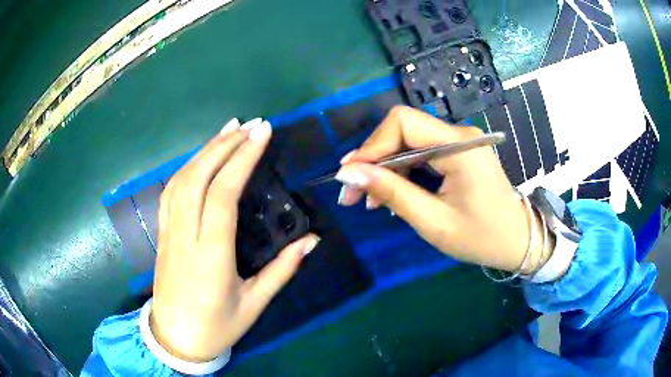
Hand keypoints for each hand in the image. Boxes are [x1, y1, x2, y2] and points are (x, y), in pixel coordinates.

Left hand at [150, 118, 319, 361]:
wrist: (175, 338)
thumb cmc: (217, 326)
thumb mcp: (254, 304)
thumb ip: (282, 270)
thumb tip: (312, 240)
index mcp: (211, 257)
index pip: (222, 196)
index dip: (241, 160)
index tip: (261, 134)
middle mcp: (185, 237)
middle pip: (198, 178)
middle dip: (225, 145)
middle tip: (251, 125)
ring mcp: (169, 233)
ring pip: (181, 180)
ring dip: (205, 150)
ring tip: (228, 129)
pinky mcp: (162, 233)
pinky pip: (170, 191)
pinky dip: (187, 166)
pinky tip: (201, 156)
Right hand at [335, 106, 549, 273]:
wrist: (518, 241)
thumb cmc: (481, 238)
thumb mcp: (433, 221)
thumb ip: (391, 192)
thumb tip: (349, 174)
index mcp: (459, 146)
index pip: (403, 123)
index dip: (371, 145)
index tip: (350, 176)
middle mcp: (459, 135)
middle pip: (403, 130)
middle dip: (374, 160)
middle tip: (353, 193)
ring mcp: (460, 142)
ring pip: (409, 142)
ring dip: (386, 168)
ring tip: (371, 200)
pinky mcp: (459, 153)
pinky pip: (422, 153)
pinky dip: (403, 171)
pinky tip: (393, 193)